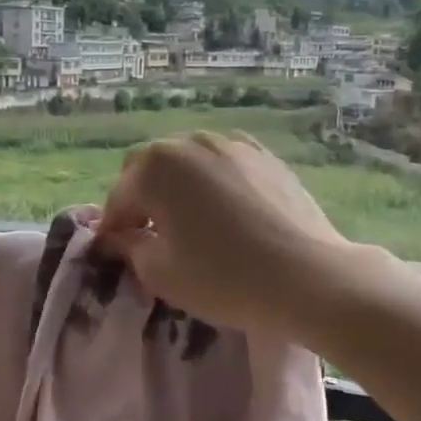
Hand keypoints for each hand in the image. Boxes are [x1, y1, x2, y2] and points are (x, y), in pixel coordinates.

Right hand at [97, 133, 352, 337]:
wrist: (307, 276)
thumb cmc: (222, 277)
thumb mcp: (160, 273)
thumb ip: (129, 247)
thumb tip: (120, 236)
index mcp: (155, 168)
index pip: (119, 197)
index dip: (112, 228)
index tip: (114, 252)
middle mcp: (190, 143)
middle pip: (150, 168)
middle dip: (141, 198)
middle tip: (148, 234)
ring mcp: (232, 145)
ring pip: (188, 161)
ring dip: (177, 186)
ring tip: (188, 221)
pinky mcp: (266, 157)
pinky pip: (224, 164)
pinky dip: (213, 182)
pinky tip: (225, 210)